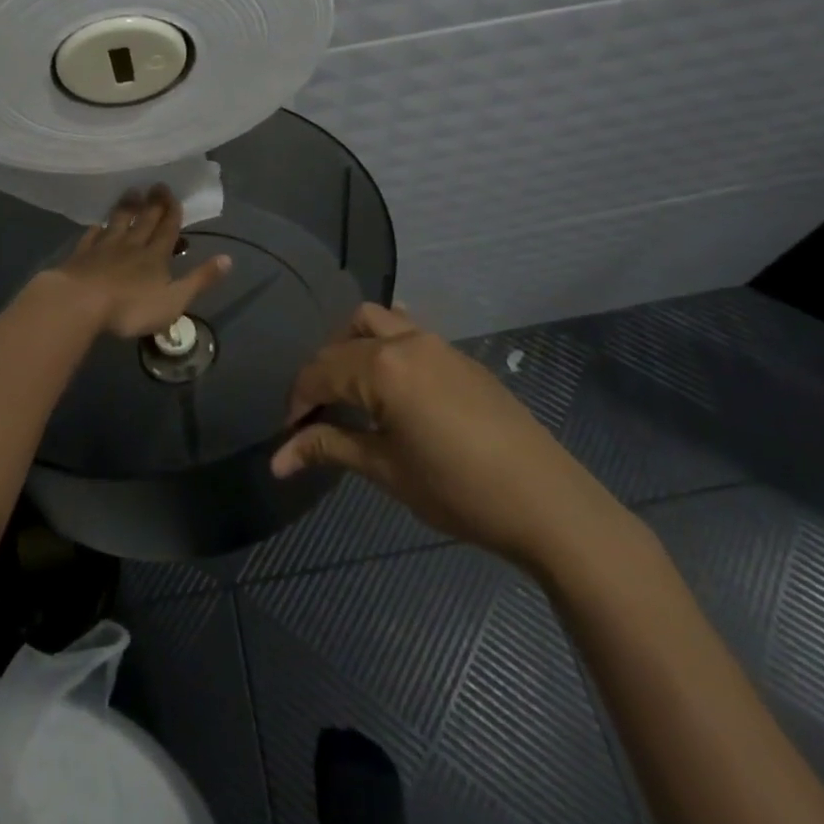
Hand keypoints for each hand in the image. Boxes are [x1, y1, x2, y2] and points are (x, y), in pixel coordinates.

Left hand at [40, 185, 231, 338]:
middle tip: (157, 184)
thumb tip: (228, 258)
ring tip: (131, 192)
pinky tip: (96, 224)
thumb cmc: (130, 307)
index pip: (167, 229)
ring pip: (118, 222)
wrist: (80, 303)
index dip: (172, 212)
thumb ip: (200, 280)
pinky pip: (91, 237)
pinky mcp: (81, 256)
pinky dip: (96, 229)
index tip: (173, 194)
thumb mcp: (174, 300)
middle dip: (153, 203)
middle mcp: (131, 245)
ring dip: (126, 207)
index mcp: (155, 256)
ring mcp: (103, 248)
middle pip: (144, 220)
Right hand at [270, 303, 631, 573]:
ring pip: (376, 321)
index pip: (320, 371)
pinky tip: (390, 379)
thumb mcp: (386, 470)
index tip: (289, 434)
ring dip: (352, 346)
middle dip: (322, 372)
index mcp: (381, 365)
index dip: (298, 400)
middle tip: (316, 413)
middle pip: (344, 340)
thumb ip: (329, 448)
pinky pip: (408, 331)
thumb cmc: (457, 489)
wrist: (546, 501)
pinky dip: (384, 344)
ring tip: (350, 388)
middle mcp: (405, 340)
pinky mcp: (459, 356)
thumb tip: (277, 459)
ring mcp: (436, 343)